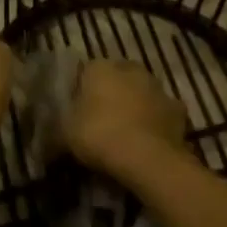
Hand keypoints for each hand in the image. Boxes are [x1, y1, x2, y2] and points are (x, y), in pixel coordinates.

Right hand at [65, 60, 189, 184]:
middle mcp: (130, 69)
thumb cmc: (99, 135)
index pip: (86, 71)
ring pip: (141, 93)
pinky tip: (147, 142)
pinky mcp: (177, 110)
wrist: (148, 158)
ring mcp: (157, 88)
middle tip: (101, 120)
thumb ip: (58, 128)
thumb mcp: (65, 133)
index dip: (81, 91)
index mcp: (100, 67)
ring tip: (125, 133)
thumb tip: (49, 138)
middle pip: (117, 78)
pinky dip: (155, 123)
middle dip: (111, 94)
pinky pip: (161, 114)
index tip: (77, 112)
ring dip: (135, 106)